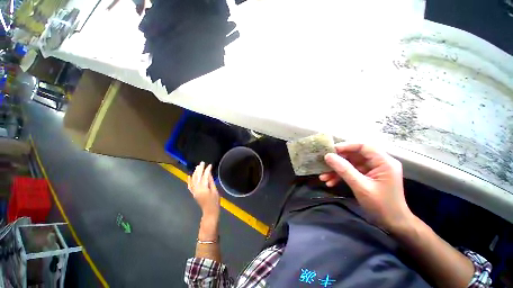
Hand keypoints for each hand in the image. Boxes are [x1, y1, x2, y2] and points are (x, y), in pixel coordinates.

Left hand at [188, 162, 219, 218]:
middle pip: (197, 177)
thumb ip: (211, 182)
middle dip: (199, 169)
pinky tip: (189, 176)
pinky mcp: (193, 193)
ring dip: (195, 173)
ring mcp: (194, 191)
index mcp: (203, 189)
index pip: (204, 176)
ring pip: (193, 180)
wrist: (210, 212)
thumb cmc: (215, 202)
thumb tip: (209, 173)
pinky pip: (190, 186)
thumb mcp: (215, 191)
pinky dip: (189, 180)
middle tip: (202, 162)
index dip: (207, 170)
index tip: (210, 165)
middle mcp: (197, 189)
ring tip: (197, 166)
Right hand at [320, 143, 413, 231]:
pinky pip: (351, 172)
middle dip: (338, 160)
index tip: (330, 150)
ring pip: (351, 164)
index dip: (346, 146)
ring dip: (337, 170)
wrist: (392, 223)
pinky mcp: (367, 176)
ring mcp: (373, 170)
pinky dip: (341, 176)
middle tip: (324, 164)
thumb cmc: (381, 205)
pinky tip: (330, 182)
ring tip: (323, 176)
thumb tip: (328, 156)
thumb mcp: (361, 186)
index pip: (364, 146)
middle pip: (355, 155)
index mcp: (384, 162)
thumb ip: (344, 170)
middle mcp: (379, 163)